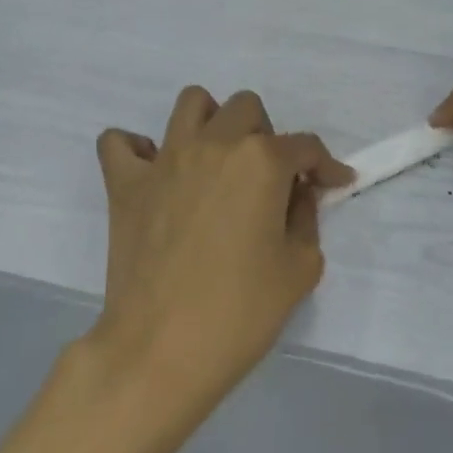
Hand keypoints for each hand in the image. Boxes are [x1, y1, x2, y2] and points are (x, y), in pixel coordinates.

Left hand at [89, 87, 353, 405]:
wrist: (161, 349)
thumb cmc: (240, 312)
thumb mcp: (300, 268)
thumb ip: (305, 218)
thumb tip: (296, 194)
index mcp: (260, 161)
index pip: (304, 146)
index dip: (325, 166)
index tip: (334, 184)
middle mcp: (213, 144)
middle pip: (246, 108)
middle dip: (267, 136)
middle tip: (269, 180)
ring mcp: (163, 160)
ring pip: (191, 103)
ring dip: (211, 122)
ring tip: (217, 162)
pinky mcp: (125, 183)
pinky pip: (119, 142)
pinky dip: (137, 149)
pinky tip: (156, 174)